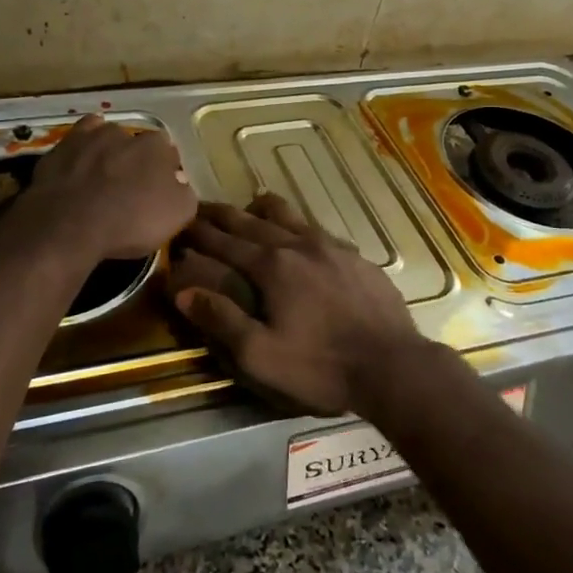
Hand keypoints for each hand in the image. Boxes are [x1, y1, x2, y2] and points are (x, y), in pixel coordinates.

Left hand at [18, 114, 196, 260]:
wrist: (68, 226)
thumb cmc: (129, 222)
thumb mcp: (177, 216)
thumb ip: (185, 192)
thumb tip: (179, 181)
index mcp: (157, 147)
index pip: (169, 152)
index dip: (166, 171)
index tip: (160, 190)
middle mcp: (125, 133)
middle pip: (137, 144)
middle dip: (136, 161)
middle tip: (131, 188)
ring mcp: (90, 136)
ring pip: (106, 139)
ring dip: (108, 154)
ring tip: (102, 179)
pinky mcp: (61, 147)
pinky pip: (78, 141)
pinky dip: (82, 150)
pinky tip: (80, 165)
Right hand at [170, 194, 428, 415]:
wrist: (393, 365)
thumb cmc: (321, 366)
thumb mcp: (261, 355)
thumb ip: (221, 320)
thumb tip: (182, 292)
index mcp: (272, 266)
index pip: (224, 242)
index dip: (198, 233)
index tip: (179, 222)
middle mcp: (299, 245)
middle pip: (252, 222)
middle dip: (223, 215)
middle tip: (201, 207)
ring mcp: (332, 247)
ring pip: (290, 217)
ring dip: (262, 211)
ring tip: (251, 206)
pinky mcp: (357, 257)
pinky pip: (318, 230)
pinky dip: (298, 226)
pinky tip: (302, 236)